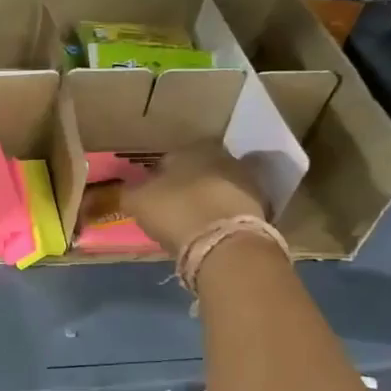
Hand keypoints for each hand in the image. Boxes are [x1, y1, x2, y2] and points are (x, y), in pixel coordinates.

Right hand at [123, 142, 269, 256]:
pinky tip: (211, 229)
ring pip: (217, 187)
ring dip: (206, 199)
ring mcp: (246, 179)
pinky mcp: (261, 204)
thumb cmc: (175, 211)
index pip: (167, 160)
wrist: (224, 241)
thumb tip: (129, 187)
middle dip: (185, 186)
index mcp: (190, 149)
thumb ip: (130, 190)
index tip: (151, 197)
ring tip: (192, 221)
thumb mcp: (138, 201)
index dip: (156, 179)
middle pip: (196, 171)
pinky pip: (232, 206)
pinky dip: (222, 214)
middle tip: (172, 208)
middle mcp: (221, 155)